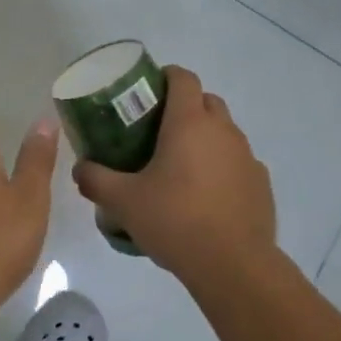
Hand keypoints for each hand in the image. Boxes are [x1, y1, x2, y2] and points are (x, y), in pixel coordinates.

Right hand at [73, 66, 276, 280]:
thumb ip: (96, 180)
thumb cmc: (175, 221)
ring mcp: (247, 156)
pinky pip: (238, 162)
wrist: (233, 265)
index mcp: (189, 123)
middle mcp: (223, 130)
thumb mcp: (124, 202)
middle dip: (185, 106)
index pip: (183, 77)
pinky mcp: (260, 182)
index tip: (148, 91)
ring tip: (181, 166)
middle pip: (206, 100)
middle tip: (158, 131)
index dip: (166, 76)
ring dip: (205, 138)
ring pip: (224, 131)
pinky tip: (206, 194)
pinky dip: (222, 166)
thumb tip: (79, 169)